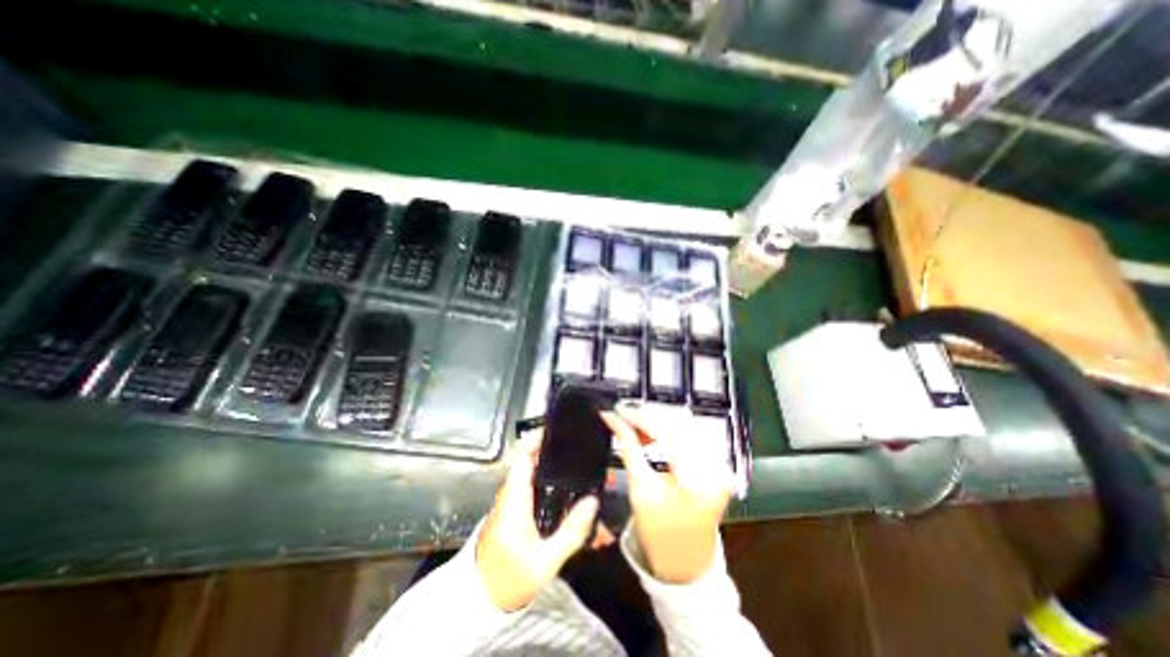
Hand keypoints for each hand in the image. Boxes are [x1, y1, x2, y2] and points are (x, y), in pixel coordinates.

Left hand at [476, 431, 596, 610]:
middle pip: (527, 458)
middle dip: (549, 448)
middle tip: (574, 445)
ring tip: (573, 461)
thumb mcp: (545, 562)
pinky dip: (544, 477)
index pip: (520, 455)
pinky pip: (528, 483)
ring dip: (548, 462)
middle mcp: (508, 493)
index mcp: (513, 499)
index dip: (536, 438)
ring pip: (528, 470)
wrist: (479, 598)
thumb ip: (571, 532)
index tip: (556, 430)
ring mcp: (508, 499)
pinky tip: (563, 485)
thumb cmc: (507, 580)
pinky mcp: (510, 507)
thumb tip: (592, 502)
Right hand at [602, 406, 727, 583]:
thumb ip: (628, 449)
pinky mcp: (711, 463)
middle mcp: (717, 463)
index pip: (670, 433)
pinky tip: (645, 432)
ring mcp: (717, 462)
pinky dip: (663, 432)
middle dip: (647, 417)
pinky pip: (685, 437)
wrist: (685, 569)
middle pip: (679, 424)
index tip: (617, 409)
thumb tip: (612, 418)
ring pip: (681, 427)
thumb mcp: (640, 491)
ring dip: (654, 422)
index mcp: (704, 476)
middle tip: (621, 413)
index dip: (641, 418)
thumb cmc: (661, 538)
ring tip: (630, 421)